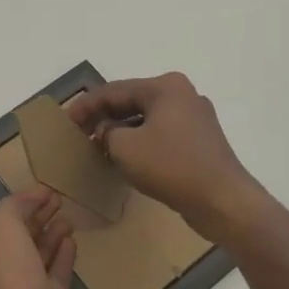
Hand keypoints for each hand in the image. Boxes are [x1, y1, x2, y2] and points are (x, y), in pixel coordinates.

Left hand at [0, 185, 76, 288]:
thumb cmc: (3, 283)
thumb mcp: (0, 228)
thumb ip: (13, 208)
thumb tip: (32, 198)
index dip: (16, 207)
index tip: (43, 193)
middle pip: (10, 246)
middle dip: (33, 222)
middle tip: (59, 202)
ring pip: (30, 266)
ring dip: (48, 240)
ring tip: (69, 219)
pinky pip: (48, 287)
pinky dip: (58, 264)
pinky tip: (72, 245)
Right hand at [67, 73, 271, 243]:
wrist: (223, 202)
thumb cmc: (171, 166)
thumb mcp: (125, 147)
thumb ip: (106, 131)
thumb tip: (106, 131)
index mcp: (165, 87)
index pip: (113, 90)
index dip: (85, 106)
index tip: (65, 121)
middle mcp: (182, 94)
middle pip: (131, 101)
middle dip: (103, 116)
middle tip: (79, 132)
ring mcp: (194, 117)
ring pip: (146, 118)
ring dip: (121, 130)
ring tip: (97, 145)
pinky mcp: (200, 140)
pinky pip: (160, 133)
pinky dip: (140, 141)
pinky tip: (125, 156)